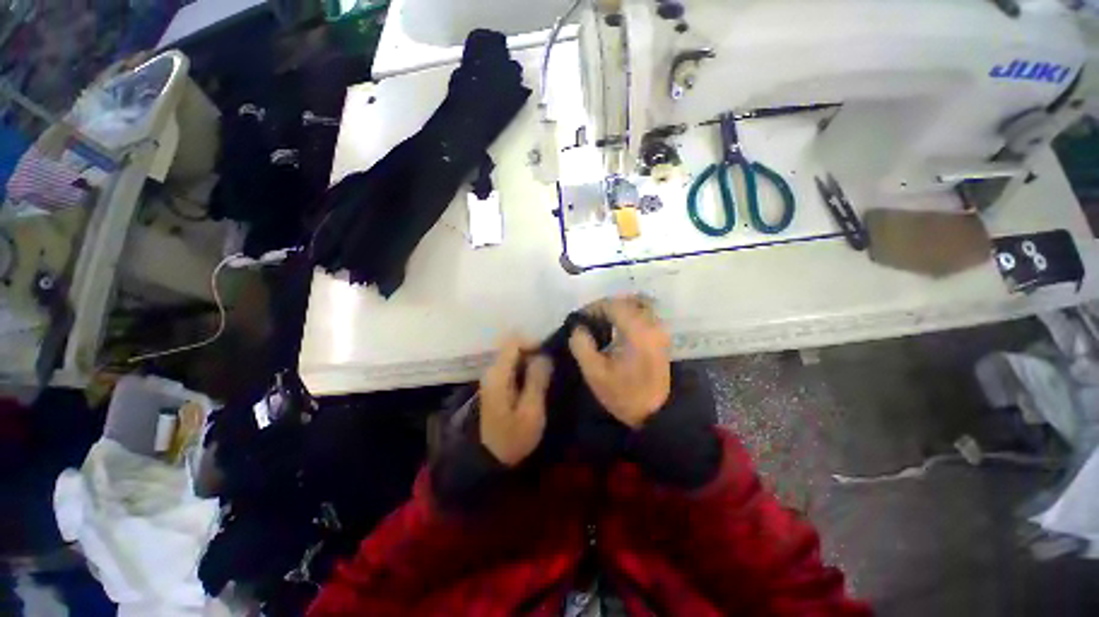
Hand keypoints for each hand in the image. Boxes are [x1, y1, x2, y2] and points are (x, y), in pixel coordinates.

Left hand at [479, 336, 553, 466]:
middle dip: (534, 351)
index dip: (533, 343)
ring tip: (548, 372)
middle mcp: (492, 370)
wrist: (491, 460)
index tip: (550, 355)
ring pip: (514, 356)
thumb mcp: (531, 411)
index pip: (514, 342)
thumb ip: (537, 380)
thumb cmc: (513, 437)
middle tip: (552, 366)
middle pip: (513, 347)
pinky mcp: (496, 384)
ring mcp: (492, 377)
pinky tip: (537, 380)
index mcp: (498, 374)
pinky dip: (526, 368)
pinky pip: (512, 366)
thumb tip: (544, 355)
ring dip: (531, 360)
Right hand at [569, 297, 671, 428]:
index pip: (613, 305)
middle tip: (588, 320)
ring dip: (617, 310)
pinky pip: (642, 315)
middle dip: (604, 307)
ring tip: (601, 323)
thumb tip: (578, 328)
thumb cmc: (624, 394)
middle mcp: (651, 324)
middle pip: (626, 301)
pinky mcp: (660, 336)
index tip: (580, 319)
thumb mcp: (595, 373)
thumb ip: (582, 346)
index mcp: (636, 331)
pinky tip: (615, 330)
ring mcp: (659, 330)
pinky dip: (627, 316)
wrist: (656, 413)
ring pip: (636, 305)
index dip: (593, 308)